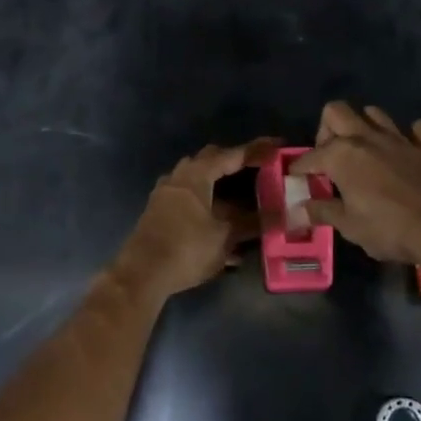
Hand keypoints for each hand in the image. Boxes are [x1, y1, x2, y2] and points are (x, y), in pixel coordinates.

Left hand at [115, 139, 276, 298]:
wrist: (142, 275)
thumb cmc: (186, 249)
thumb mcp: (224, 237)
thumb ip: (251, 223)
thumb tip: (279, 215)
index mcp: (196, 175)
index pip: (230, 155)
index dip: (255, 150)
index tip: (275, 145)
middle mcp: (178, 177)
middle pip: (210, 161)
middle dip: (233, 163)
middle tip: (256, 169)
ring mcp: (165, 195)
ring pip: (197, 181)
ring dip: (219, 187)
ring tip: (241, 200)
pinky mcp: (159, 213)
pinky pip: (188, 200)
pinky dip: (207, 206)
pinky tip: (221, 227)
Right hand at [293, 103, 420, 266]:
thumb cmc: (389, 229)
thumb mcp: (350, 226)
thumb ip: (323, 212)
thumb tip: (297, 210)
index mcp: (342, 155)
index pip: (310, 156)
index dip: (299, 167)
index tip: (295, 176)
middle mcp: (366, 138)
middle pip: (336, 111)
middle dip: (327, 129)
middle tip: (329, 156)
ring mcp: (398, 138)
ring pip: (373, 113)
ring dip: (364, 126)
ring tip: (363, 150)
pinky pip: (416, 130)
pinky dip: (409, 136)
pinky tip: (405, 151)